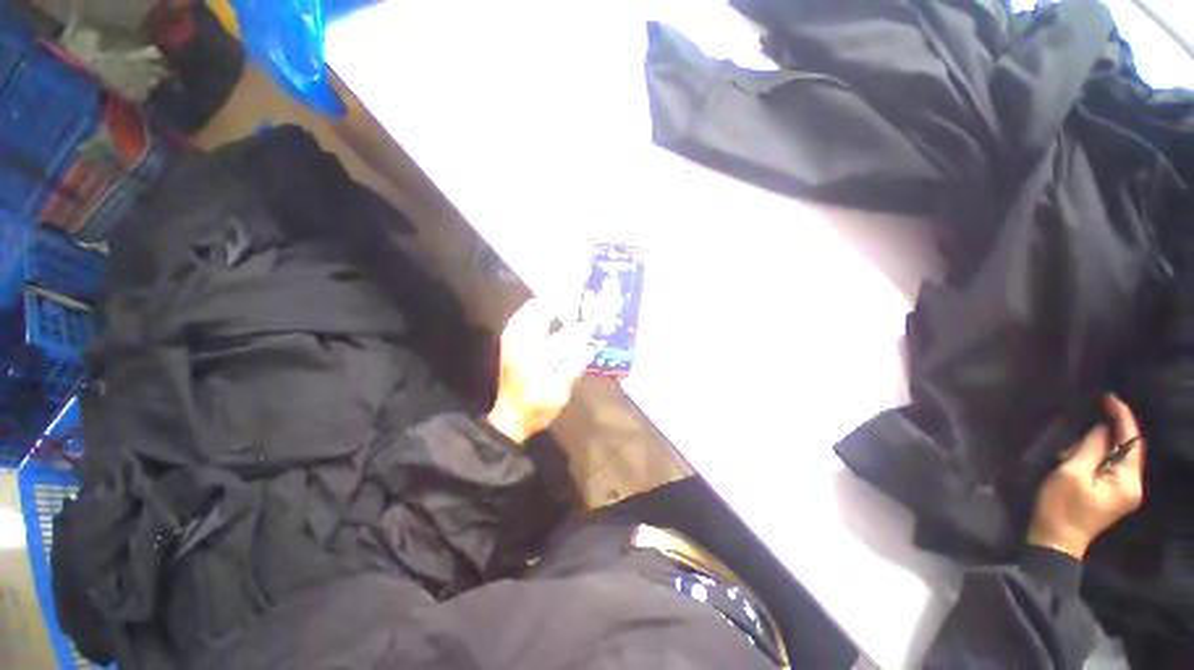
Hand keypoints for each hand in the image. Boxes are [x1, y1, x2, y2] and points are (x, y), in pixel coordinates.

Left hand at [487, 299, 593, 442]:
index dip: (579, 330)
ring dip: (540, 306)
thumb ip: (573, 369)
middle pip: (538, 318)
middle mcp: (523, 348)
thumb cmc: (538, 408)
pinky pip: (516, 321)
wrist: (510, 417)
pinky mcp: (506, 346)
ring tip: (555, 301)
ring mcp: (511, 346)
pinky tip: (537, 311)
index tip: (590, 323)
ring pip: (524, 315)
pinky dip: (528, 313)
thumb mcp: (561, 394)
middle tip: (570, 300)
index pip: (563, 339)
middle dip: (555, 306)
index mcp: (539, 362)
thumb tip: (585, 347)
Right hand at [1027, 394, 1145, 558]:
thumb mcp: (1072, 474)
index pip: (1132, 440)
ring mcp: (1125, 492)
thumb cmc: (1062, 507)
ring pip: (1118, 457)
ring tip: (1072, 449)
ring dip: (1099, 446)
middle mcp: (1134, 485)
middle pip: (1128, 448)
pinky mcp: (1114, 495)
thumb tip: (1102, 427)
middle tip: (1084, 423)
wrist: (1056, 541)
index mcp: (1128, 481)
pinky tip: (1080, 457)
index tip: (1107, 397)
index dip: (1122, 416)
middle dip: (1109, 431)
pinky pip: (1112, 466)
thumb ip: (1091, 449)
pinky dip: (1098, 456)